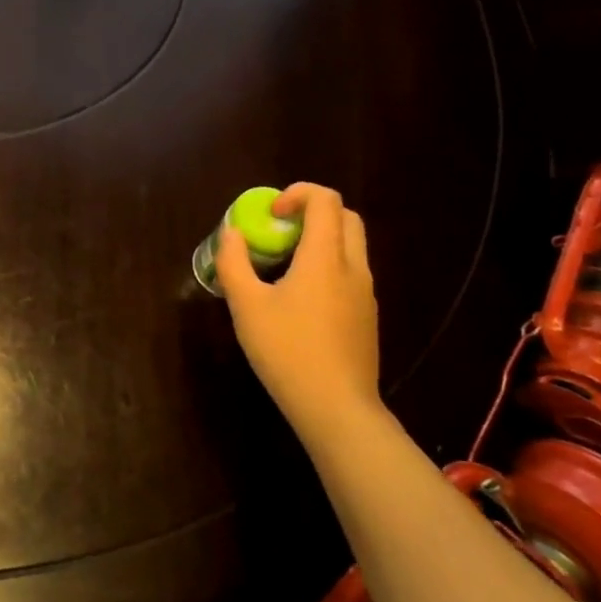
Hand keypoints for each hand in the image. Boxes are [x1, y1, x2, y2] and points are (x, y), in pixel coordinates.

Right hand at [215, 183, 381, 449]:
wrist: (337, 408)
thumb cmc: (287, 351)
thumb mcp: (246, 306)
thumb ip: (234, 263)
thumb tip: (232, 233)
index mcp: (326, 258)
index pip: (325, 200)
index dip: (297, 193)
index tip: (270, 215)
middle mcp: (353, 268)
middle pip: (345, 217)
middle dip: (312, 212)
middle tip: (279, 232)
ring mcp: (365, 293)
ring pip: (350, 247)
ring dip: (320, 240)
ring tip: (284, 266)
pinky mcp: (367, 316)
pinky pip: (350, 274)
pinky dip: (327, 266)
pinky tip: (300, 300)